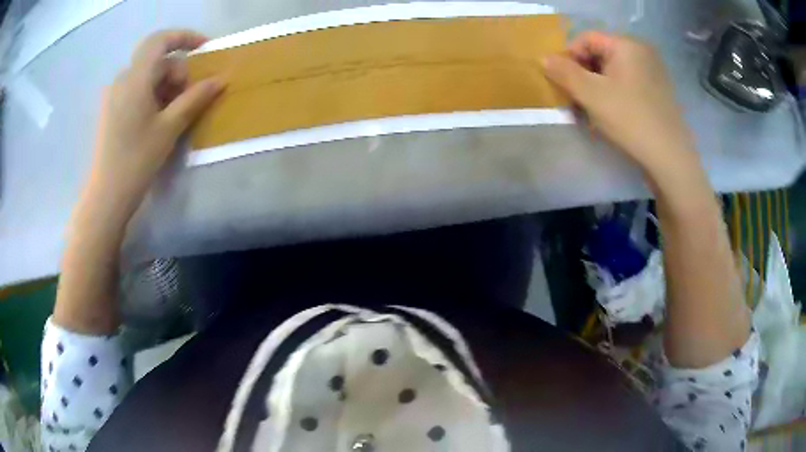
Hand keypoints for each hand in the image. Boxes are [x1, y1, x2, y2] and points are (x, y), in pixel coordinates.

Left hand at [87, 30, 223, 220]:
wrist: (106, 195)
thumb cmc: (137, 160)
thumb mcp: (170, 128)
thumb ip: (195, 98)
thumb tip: (220, 80)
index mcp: (135, 78)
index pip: (161, 40)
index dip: (185, 37)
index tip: (205, 49)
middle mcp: (122, 79)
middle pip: (157, 60)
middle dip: (177, 72)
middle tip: (190, 97)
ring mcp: (114, 94)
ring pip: (147, 75)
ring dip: (166, 85)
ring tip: (174, 112)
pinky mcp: (111, 108)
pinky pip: (137, 89)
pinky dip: (153, 94)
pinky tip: (157, 117)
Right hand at [543, 31, 696, 176]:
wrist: (670, 159)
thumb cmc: (630, 119)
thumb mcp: (591, 94)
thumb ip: (564, 73)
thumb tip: (544, 59)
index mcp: (627, 45)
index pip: (587, 39)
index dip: (569, 57)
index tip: (561, 81)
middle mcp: (642, 53)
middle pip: (600, 55)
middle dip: (582, 75)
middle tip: (574, 99)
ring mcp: (653, 74)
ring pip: (613, 73)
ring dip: (596, 88)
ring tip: (589, 112)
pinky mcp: (658, 94)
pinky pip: (628, 86)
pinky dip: (613, 96)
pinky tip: (609, 116)